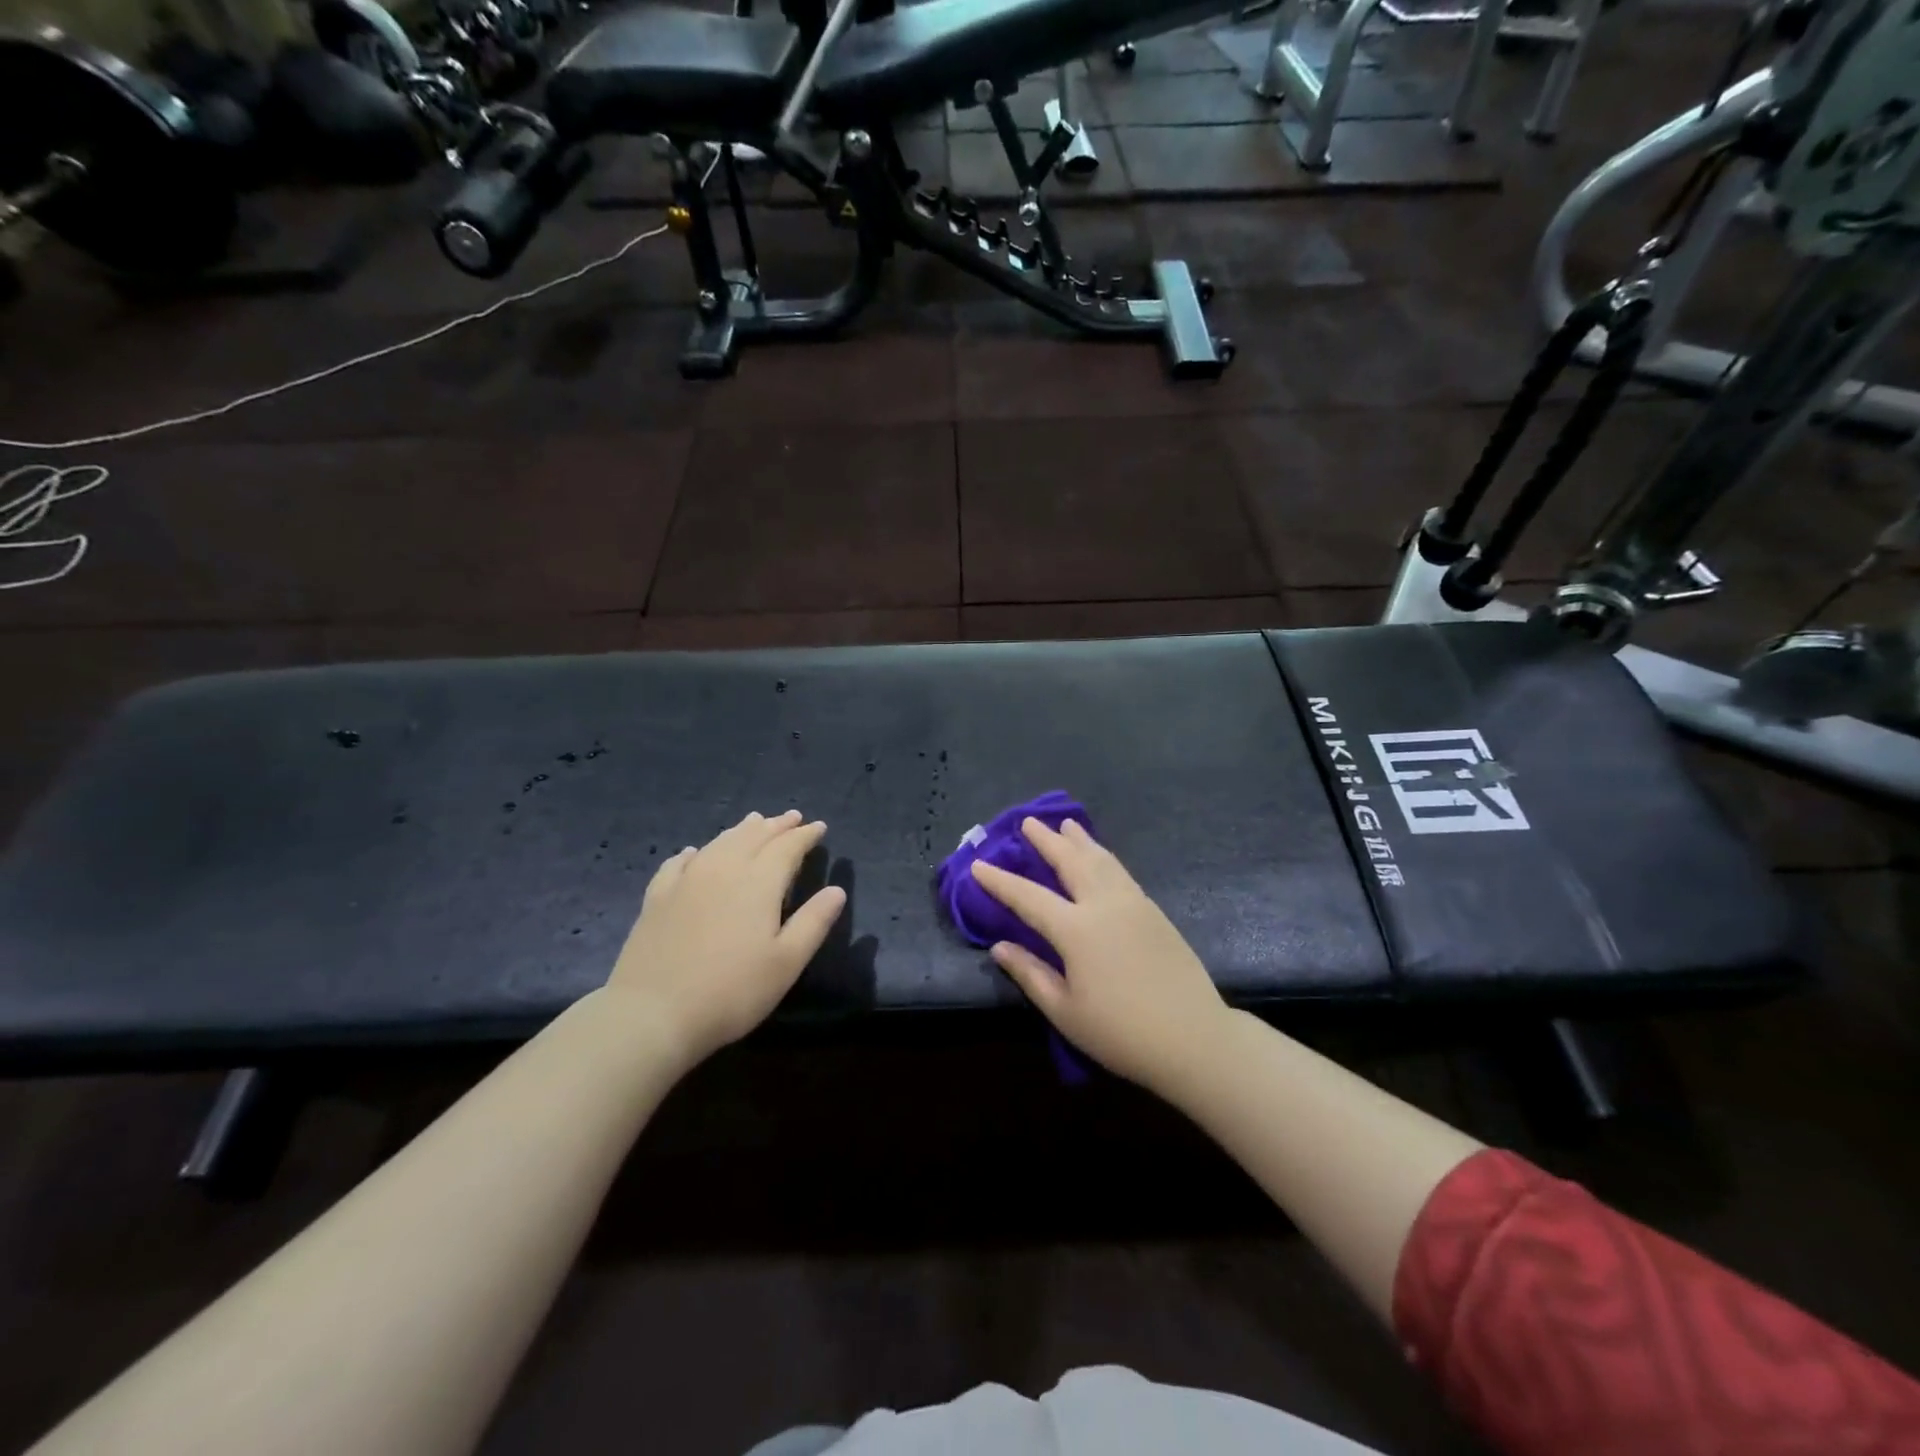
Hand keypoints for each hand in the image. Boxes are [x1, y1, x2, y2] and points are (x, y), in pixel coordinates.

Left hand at [607, 810, 845, 1066]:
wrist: (653, 1013)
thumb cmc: (732, 991)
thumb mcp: (787, 962)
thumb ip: (814, 922)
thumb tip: (837, 890)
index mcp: (758, 883)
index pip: (787, 847)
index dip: (805, 835)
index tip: (819, 827)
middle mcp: (723, 870)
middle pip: (753, 836)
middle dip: (776, 825)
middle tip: (792, 817)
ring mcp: (686, 881)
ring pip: (719, 843)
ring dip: (741, 830)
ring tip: (754, 822)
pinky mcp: (657, 898)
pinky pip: (679, 863)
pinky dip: (695, 852)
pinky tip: (695, 853)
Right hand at [971, 818, 1228, 1093]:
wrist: (1194, 1038)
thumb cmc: (1121, 1033)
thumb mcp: (1065, 1012)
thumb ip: (1030, 974)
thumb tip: (999, 947)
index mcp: (1076, 930)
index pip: (1028, 897)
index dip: (1000, 881)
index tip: (978, 865)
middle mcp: (1104, 905)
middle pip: (1070, 862)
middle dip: (1046, 841)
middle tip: (1028, 821)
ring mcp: (1133, 904)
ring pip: (1101, 860)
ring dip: (1080, 840)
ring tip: (1067, 825)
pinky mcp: (1154, 912)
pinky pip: (1121, 872)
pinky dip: (1104, 856)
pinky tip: (1101, 857)